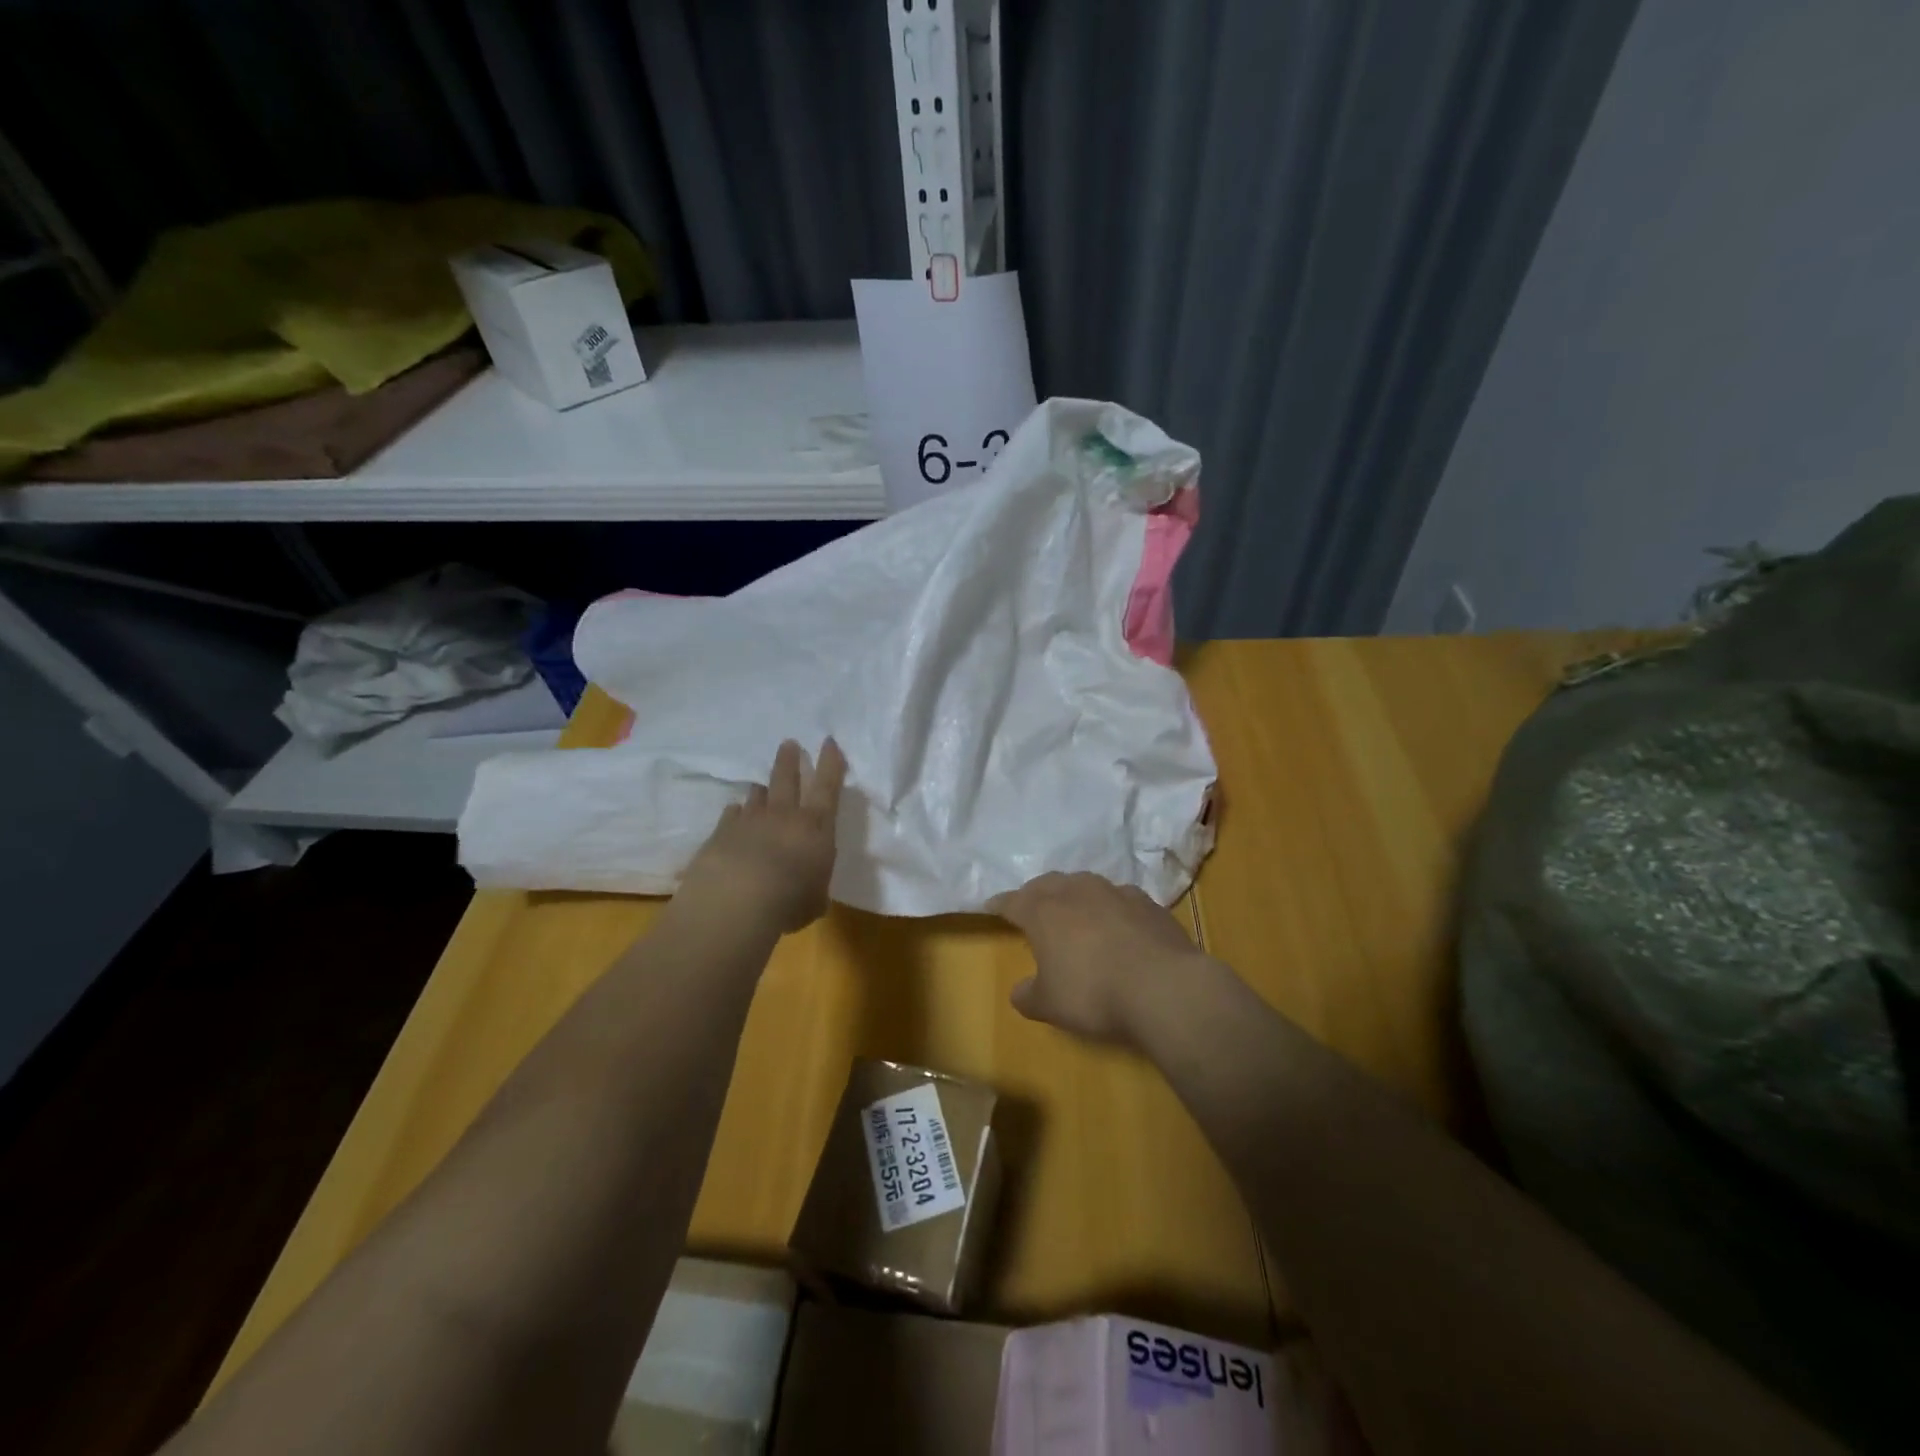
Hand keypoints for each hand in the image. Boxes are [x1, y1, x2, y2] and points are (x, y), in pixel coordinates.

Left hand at [680, 739, 846, 933]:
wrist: (736, 900)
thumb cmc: (790, 900)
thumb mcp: (815, 899)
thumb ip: (814, 887)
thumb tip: (808, 889)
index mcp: (816, 828)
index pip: (828, 787)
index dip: (831, 763)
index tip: (829, 742)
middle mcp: (784, 816)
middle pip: (787, 779)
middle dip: (790, 760)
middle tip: (789, 743)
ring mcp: (749, 821)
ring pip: (757, 796)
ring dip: (762, 790)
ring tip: (761, 785)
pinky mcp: (721, 833)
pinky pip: (731, 816)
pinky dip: (735, 815)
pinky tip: (734, 815)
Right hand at [989, 872, 1212, 1047]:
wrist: (1163, 987)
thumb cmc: (1093, 994)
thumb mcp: (1050, 1005)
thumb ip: (1029, 995)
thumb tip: (1020, 991)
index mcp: (1044, 912)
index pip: (1013, 901)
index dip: (1000, 904)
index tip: (991, 906)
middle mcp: (1076, 892)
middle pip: (1048, 884)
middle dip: (1036, 893)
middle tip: (1030, 905)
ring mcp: (1114, 892)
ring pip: (1084, 883)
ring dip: (1073, 893)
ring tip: (1073, 907)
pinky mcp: (1147, 903)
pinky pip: (1119, 897)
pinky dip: (1109, 905)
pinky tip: (1116, 920)